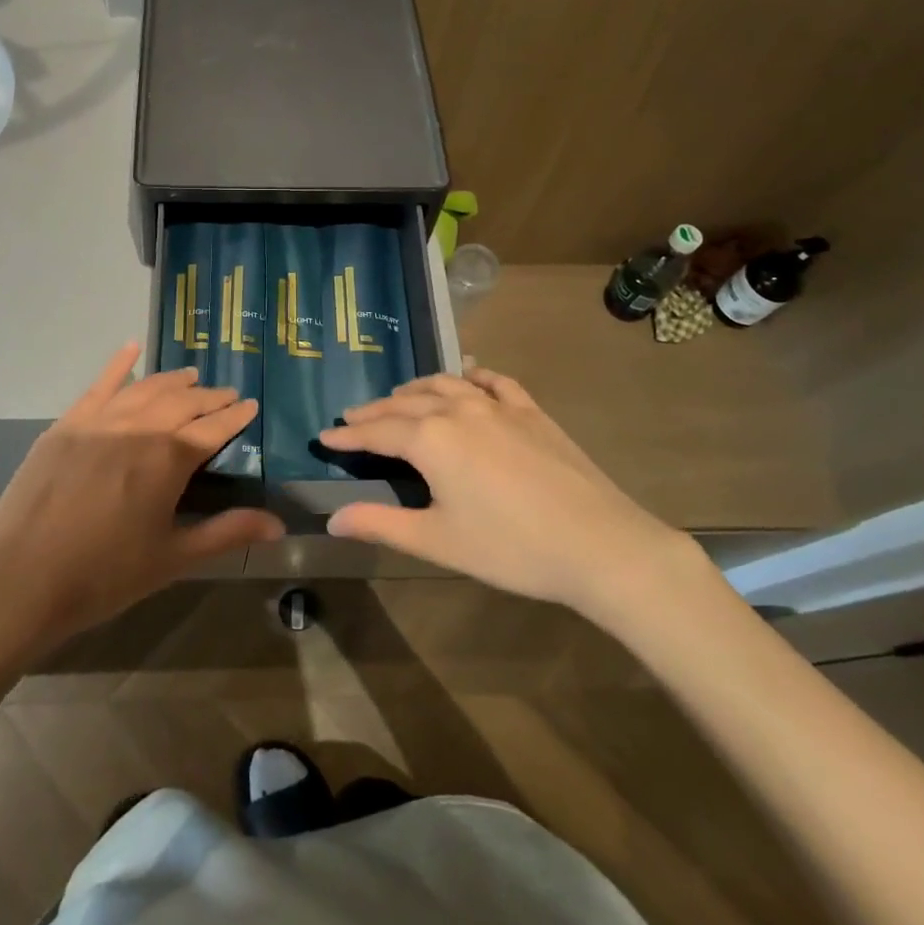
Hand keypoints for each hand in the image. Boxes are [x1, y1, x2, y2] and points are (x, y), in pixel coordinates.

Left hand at [0, 342, 284, 654]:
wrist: (18, 581)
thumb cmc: (102, 576)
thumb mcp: (172, 558)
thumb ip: (226, 534)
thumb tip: (278, 524)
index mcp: (168, 459)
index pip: (214, 427)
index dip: (236, 416)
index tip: (251, 404)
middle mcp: (138, 428)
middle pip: (183, 402)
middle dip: (209, 397)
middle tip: (227, 394)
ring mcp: (99, 421)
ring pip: (146, 389)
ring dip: (173, 381)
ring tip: (192, 376)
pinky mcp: (67, 424)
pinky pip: (99, 385)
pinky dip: (118, 364)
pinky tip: (132, 347)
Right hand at [318, 369, 707, 631]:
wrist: (598, 543)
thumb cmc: (511, 547)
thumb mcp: (438, 541)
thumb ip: (381, 524)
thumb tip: (332, 520)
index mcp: (431, 440)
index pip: (377, 432)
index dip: (348, 436)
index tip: (325, 436)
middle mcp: (458, 410)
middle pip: (405, 403)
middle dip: (375, 410)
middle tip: (352, 417)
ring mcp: (497, 405)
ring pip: (445, 384)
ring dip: (416, 389)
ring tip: (400, 397)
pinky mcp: (530, 411)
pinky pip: (493, 381)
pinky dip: (471, 377)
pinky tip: (468, 377)